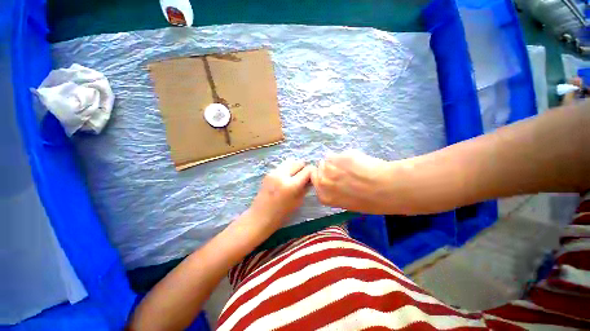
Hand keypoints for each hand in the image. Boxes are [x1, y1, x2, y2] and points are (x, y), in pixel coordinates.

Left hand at [247, 160, 312, 235]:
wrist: (260, 216)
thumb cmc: (281, 214)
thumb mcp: (298, 202)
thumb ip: (305, 187)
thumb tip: (311, 178)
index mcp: (291, 185)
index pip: (307, 170)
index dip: (312, 173)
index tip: (312, 178)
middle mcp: (282, 175)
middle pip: (299, 162)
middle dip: (304, 168)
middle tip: (304, 177)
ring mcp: (274, 172)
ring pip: (290, 161)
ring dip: (295, 167)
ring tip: (295, 176)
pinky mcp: (268, 172)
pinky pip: (282, 166)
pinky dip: (287, 169)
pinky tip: (286, 178)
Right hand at [312, 150, 398, 213]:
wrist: (386, 188)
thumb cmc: (371, 202)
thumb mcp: (349, 203)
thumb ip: (336, 192)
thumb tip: (337, 182)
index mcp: (325, 196)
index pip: (315, 182)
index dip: (324, 177)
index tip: (332, 176)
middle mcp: (323, 182)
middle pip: (319, 168)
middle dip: (328, 168)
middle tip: (343, 170)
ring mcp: (329, 168)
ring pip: (328, 159)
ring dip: (337, 161)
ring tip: (352, 166)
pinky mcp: (338, 156)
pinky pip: (338, 154)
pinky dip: (346, 156)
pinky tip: (358, 161)